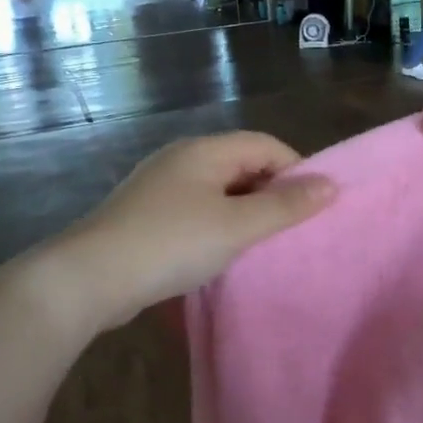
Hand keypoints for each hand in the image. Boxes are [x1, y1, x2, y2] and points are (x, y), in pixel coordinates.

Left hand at [60, 133, 335, 327]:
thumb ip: (285, 206)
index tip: (313, 206)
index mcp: (205, 150)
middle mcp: (181, 158)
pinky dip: (215, 224)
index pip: (264, 145)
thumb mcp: (237, 226)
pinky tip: (218, 252)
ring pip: (217, 189)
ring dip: (242, 211)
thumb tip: (331, 184)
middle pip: (240, 164)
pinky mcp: (144, 213)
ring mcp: (158, 185)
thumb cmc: (172, 243)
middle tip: (290, 229)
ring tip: (259, 244)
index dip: (295, 169)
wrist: (91, 277)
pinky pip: (194, 209)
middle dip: (269, 192)